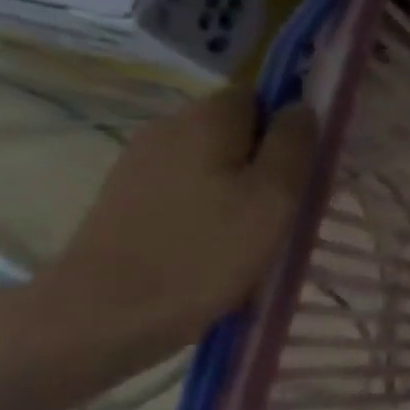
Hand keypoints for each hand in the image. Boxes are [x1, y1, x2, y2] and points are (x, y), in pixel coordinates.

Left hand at [36, 89, 317, 355]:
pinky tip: (215, 243)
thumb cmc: (206, 251)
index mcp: (206, 118)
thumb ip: (295, 145)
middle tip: (287, 204)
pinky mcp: (125, 199)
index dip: (287, 123)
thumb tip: (301, 108)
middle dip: (264, 157)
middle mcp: (168, 127)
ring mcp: (140, 163)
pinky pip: (184, 186)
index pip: (259, 94)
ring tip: (255, 230)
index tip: (304, 165)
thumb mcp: (274, 197)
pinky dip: (207, 205)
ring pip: (210, 159)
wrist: (105, 315)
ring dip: (237, 184)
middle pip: (234, 127)